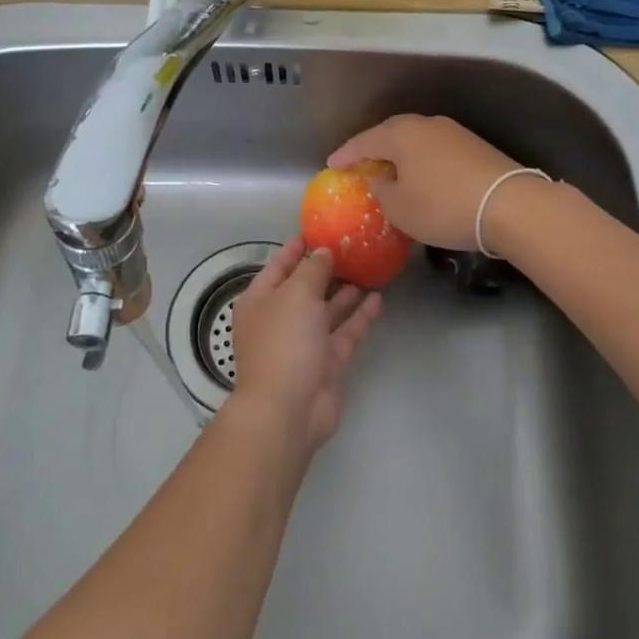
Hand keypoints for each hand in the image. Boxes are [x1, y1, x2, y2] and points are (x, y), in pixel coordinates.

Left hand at [229, 235, 381, 455]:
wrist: (288, 410)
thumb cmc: (284, 342)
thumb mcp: (296, 294)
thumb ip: (312, 269)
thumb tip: (322, 252)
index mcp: (260, 300)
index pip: (278, 266)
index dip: (296, 247)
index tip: (318, 229)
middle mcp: (279, 319)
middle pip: (304, 288)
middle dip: (326, 269)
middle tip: (353, 247)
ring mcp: (303, 343)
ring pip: (326, 311)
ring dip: (345, 292)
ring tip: (369, 269)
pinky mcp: (326, 364)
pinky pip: (344, 333)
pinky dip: (359, 317)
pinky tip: (378, 299)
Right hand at [328, 115, 526, 251]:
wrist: (510, 205)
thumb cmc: (443, 206)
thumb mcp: (400, 209)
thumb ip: (382, 191)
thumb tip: (381, 181)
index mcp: (401, 135)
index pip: (364, 141)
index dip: (346, 154)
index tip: (332, 164)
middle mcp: (426, 125)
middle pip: (391, 133)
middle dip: (373, 148)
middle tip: (360, 164)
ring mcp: (453, 132)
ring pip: (416, 140)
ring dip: (400, 154)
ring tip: (390, 170)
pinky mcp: (474, 146)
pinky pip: (435, 149)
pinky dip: (422, 160)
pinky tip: (422, 176)